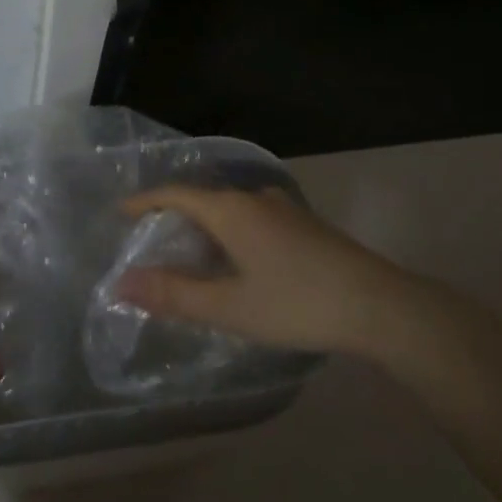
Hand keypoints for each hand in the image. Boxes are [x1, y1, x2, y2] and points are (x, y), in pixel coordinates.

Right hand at [113, 186, 424, 358]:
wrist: (380, 306)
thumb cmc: (296, 303)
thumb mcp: (229, 307)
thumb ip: (173, 295)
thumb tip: (121, 284)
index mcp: (230, 210)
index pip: (176, 194)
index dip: (146, 201)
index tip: (121, 212)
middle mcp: (254, 199)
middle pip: (203, 199)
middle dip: (174, 217)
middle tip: (152, 242)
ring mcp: (283, 209)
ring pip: (230, 210)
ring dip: (205, 228)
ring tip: (190, 255)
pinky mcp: (304, 225)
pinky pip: (252, 219)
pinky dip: (230, 234)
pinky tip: (237, 262)